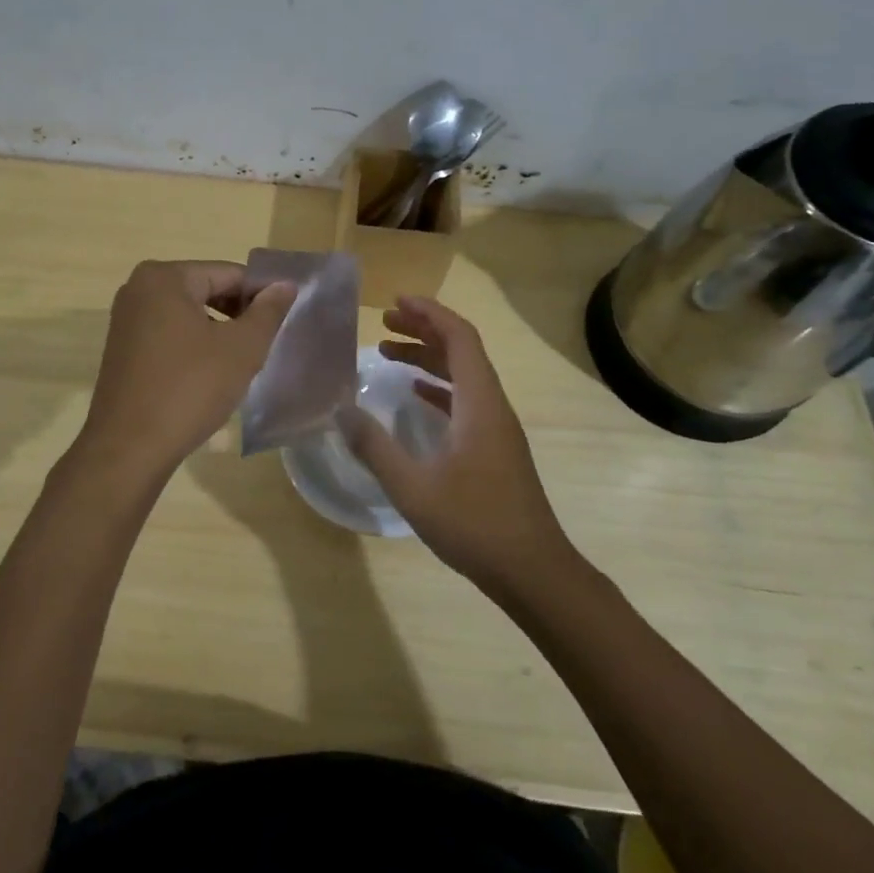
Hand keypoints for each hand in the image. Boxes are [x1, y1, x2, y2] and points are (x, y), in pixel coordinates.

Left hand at [77, 260, 295, 477]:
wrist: (129, 448)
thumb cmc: (190, 389)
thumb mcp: (241, 348)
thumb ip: (268, 311)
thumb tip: (284, 285)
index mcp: (165, 277)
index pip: (229, 274)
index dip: (261, 296)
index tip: (283, 322)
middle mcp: (138, 289)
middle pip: (206, 290)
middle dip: (238, 315)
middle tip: (263, 345)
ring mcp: (126, 320)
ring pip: (188, 315)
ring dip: (218, 333)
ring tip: (240, 364)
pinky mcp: (122, 349)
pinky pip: (169, 335)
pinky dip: (193, 347)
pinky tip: (209, 377)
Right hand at [339, 296, 571, 591]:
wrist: (532, 571)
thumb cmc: (474, 523)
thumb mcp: (413, 486)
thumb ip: (374, 446)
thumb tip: (341, 410)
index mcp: (480, 403)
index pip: (459, 338)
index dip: (429, 313)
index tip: (395, 301)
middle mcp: (493, 406)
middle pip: (462, 351)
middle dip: (424, 330)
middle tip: (383, 322)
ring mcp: (497, 429)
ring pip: (464, 377)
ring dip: (429, 359)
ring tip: (387, 353)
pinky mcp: (495, 450)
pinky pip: (466, 402)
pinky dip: (439, 389)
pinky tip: (415, 396)